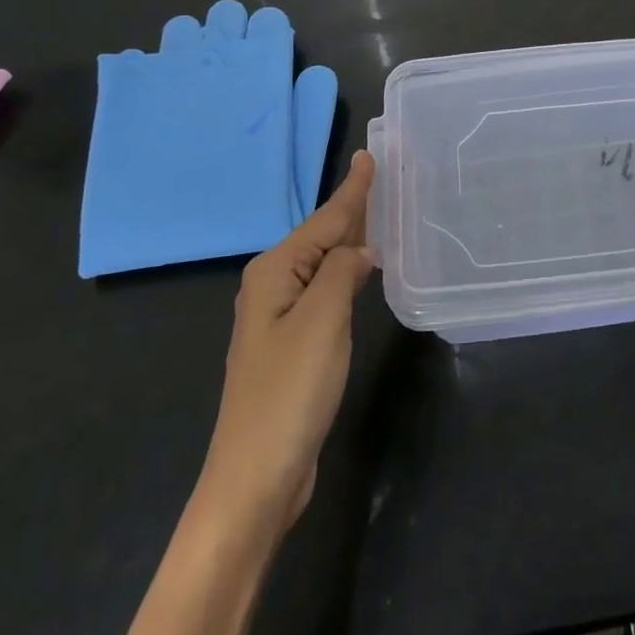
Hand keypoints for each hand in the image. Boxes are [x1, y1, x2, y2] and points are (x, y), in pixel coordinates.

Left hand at [198, 151, 377, 533]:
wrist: (255, 478)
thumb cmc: (289, 391)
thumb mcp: (322, 320)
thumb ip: (342, 272)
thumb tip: (360, 250)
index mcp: (274, 272)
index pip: (324, 220)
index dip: (352, 190)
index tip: (369, 155)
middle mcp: (272, 287)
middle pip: (320, 237)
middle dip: (350, 209)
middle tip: (379, 178)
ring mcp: (279, 318)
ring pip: (322, 264)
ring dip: (349, 239)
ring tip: (377, 214)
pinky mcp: (291, 345)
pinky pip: (324, 291)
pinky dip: (345, 273)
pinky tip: (361, 271)